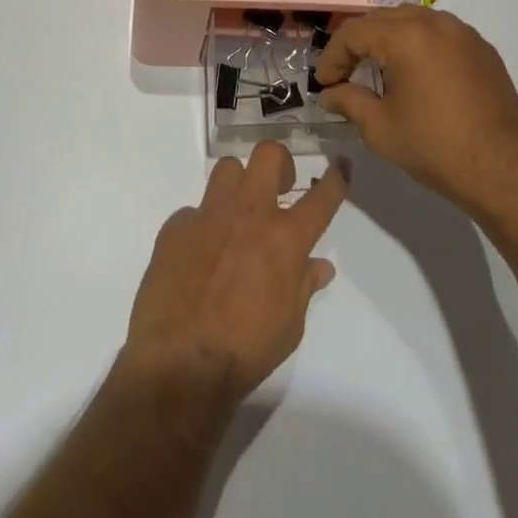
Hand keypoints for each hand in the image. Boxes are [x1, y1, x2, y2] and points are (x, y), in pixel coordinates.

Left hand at [122, 143, 348, 404]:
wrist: (180, 363)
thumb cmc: (245, 352)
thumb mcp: (290, 326)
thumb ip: (304, 286)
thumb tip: (320, 266)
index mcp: (284, 239)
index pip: (321, 198)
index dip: (335, 178)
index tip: (340, 165)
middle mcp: (249, 213)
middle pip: (268, 154)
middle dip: (280, 162)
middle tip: (280, 187)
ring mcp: (209, 214)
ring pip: (228, 168)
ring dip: (238, 184)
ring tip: (237, 212)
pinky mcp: (176, 226)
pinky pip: (194, 211)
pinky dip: (202, 225)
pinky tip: (200, 253)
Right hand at [315, 6, 517, 222]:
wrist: (505, 170)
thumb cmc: (436, 148)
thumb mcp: (380, 129)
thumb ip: (349, 102)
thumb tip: (329, 94)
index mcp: (406, 36)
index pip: (354, 32)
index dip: (332, 56)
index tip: (323, 83)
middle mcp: (434, 22)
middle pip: (382, 19)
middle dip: (358, 44)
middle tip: (344, 74)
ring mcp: (463, 32)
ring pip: (412, 20)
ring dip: (388, 39)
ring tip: (378, 70)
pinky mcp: (482, 48)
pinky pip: (439, 33)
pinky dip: (418, 44)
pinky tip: (416, 74)